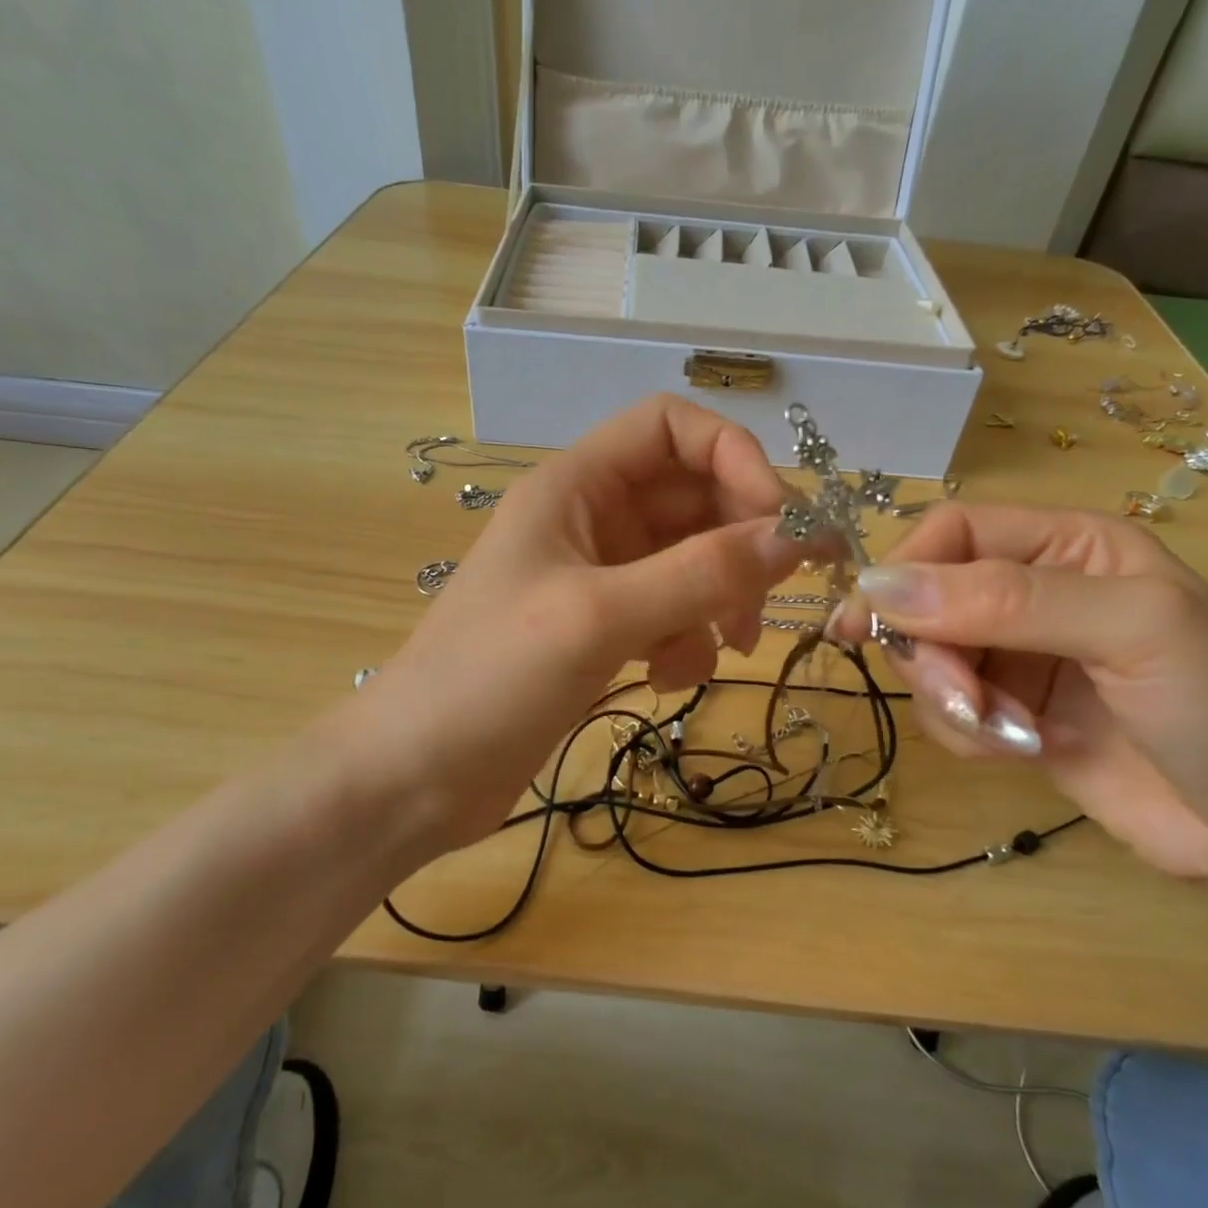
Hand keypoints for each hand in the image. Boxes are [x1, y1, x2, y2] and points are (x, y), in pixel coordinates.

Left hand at [334, 396, 803, 861]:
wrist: (414, 778)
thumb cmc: (489, 679)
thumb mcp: (599, 617)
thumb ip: (699, 574)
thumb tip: (794, 538)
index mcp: (577, 486)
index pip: (672, 428)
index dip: (733, 458)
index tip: (777, 521)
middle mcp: (592, 519)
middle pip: (694, 498)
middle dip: (738, 545)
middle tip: (767, 601)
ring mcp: (599, 577)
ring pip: (692, 562)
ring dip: (719, 600)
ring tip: (726, 650)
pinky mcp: (604, 629)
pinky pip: (673, 613)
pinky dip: (688, 642)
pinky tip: (666, 681)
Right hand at [829, 504, 1207, 883]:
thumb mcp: (1129, 628)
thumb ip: (1007, 599)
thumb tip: (880, 586)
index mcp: (1066, 545)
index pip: (953, 532)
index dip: (904, 569)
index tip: (862, 621)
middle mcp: (1032, 593)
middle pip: (928, 600)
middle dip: (930, 653)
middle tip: (960, 697)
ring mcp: (1018, 658)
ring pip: (929, 659)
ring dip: (950, 700)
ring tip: (1009, 734)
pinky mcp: (1009, 715)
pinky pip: (947, 711)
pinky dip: (966, 734)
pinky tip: (1021, 751)